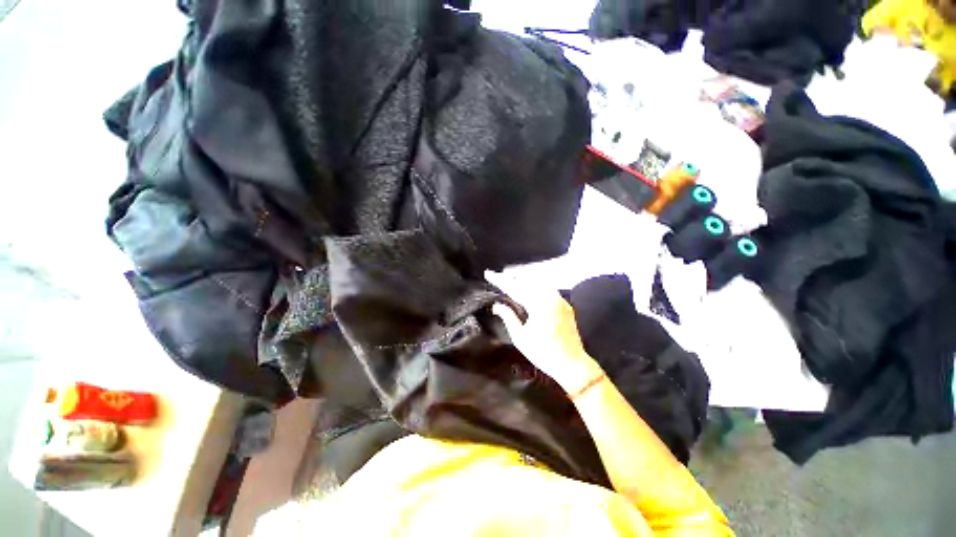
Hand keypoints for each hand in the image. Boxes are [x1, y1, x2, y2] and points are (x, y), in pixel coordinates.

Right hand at [491, 287, 603, 395]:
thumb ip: (508, 317)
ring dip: (523, 280)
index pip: (513, 287)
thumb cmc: (543, 353)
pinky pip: (547, 289)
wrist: (572, 364)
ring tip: (511, 281)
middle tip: (498, 277)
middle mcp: (549, 297)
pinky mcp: (565, 304)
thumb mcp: (520, 337)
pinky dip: (535, 286)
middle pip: (526, 281)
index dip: (499, 280)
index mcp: (537, 304)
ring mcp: (559, 299)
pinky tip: (529, 290)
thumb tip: (497, 305)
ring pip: (537, 282)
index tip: (488, 273)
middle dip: (511, 278)